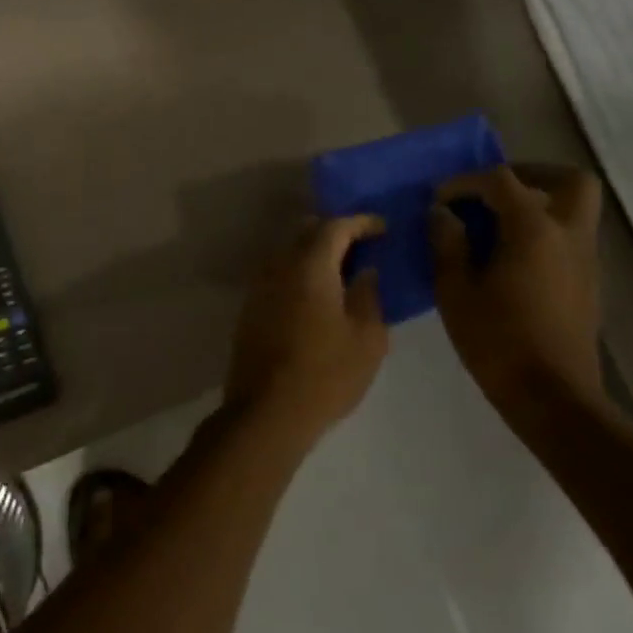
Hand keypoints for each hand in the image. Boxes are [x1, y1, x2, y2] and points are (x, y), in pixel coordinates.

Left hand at [223, 215, 388, 438]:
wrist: (267, 410)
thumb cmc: (326, 374)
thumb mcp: (367, 338)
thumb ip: (368, 295)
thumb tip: (364, 271)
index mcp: (309, 266)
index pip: (334, 226)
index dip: (361, 222)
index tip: (383, 229)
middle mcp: (278, 266)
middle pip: (306, 233)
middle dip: (335, 232)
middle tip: (363, 246)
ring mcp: (259, 286)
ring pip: (288, 253)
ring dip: (314, 253)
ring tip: (342, 270)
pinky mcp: (250, 307)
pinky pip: (278, 274)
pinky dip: (299, 273)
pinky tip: (317, 293)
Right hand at [430, 166, 606, 410]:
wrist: (551, 396)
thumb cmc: (496, 340)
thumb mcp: (454, 290)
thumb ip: (447, 243)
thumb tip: (443, 214)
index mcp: (534, 230)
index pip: (501, 181)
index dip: (465, 182)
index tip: (438, 198)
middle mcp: (569, 234)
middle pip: (569, 180)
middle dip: (530, 175)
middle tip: (491, 190)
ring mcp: (585, 259)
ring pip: (574, 208)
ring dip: (537, 203)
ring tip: (493, 223)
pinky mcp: (587, 282)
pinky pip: (569, 235)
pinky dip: (543, 230)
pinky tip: (508, 255)